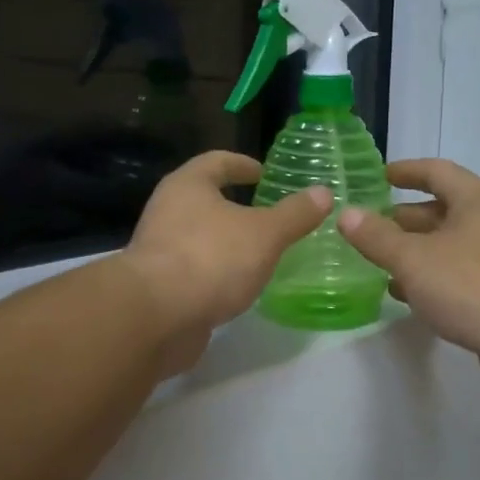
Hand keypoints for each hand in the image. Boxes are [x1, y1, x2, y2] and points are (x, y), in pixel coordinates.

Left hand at [121, 151, 330, 373]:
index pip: (217, 162)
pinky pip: (194, 270)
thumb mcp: (265, 234)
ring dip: (225, 242)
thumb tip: (323, 193)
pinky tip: (237, 286)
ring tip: (258, 253)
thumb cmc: (212, 259)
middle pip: (203, 199)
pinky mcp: (158, 286)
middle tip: (267, 215)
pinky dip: (215, 273)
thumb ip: (295, 214)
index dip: (242, 164)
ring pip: (198, 237)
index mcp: (188, 186)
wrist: (157, 316)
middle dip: (234, 206)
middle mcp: (167, 211)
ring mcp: (158, 250)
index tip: (263, 173)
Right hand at [337, 158, 479, 395]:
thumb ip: (377, 237)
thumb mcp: (414, 258)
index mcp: (474, 200)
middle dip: (402, 218)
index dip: (406, 171)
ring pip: (446, 247)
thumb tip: (346, 213)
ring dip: (413, 252)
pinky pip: (455, 277)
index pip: (436, 172)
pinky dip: (428, 279)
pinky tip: (403, 295)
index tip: (378, 177)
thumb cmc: (473, 285)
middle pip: (440, 211)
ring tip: (375, 263)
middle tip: (366, 228)